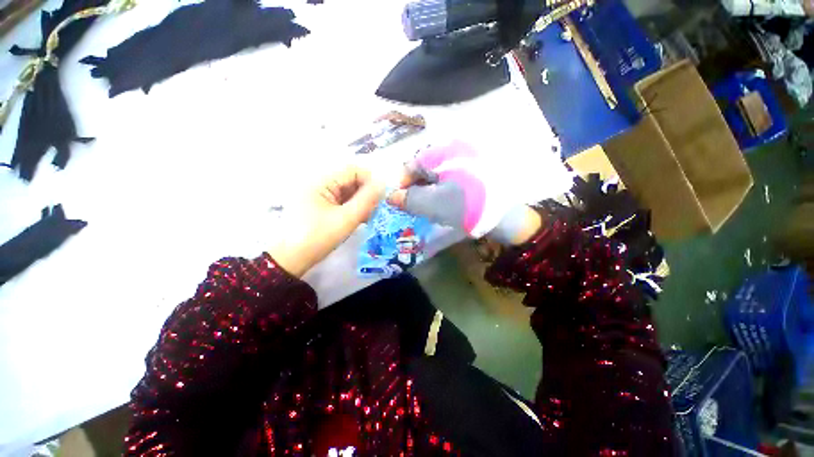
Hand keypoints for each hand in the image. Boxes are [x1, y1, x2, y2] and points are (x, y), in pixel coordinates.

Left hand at [268, 166, 384, 276]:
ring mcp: (318, 194)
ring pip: (347, 191)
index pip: (352, 170)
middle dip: (365, 194)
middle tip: (375, 211)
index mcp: (320, 180)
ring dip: (360, 202)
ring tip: (367, 218)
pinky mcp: (319, 205)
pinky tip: (359, 219)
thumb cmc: (318, 238)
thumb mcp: (346, 219)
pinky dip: (352, 208)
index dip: (370, 181)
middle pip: (350, 180)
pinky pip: (341, 201)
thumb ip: (366, 200)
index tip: (380, 198)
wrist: (291, 260)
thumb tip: (382, 184)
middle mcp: (318, 183)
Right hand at [388, 140, 541, 244]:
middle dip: (414, 188)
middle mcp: (454, 152)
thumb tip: (392, 196)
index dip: (401, 183)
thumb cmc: (467, 207)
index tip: (396, 201)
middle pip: (424, 169)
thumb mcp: (433, 204)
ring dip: (427, 191)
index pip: (412, 164)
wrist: (509, 218)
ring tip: (424, 208)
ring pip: (436, 175)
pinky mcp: (473, 174)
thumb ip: (409, 199)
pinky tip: (441, 204)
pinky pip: (449, 180)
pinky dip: (440, 192)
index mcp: (443, 153)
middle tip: (410, 207)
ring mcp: (465, 162)